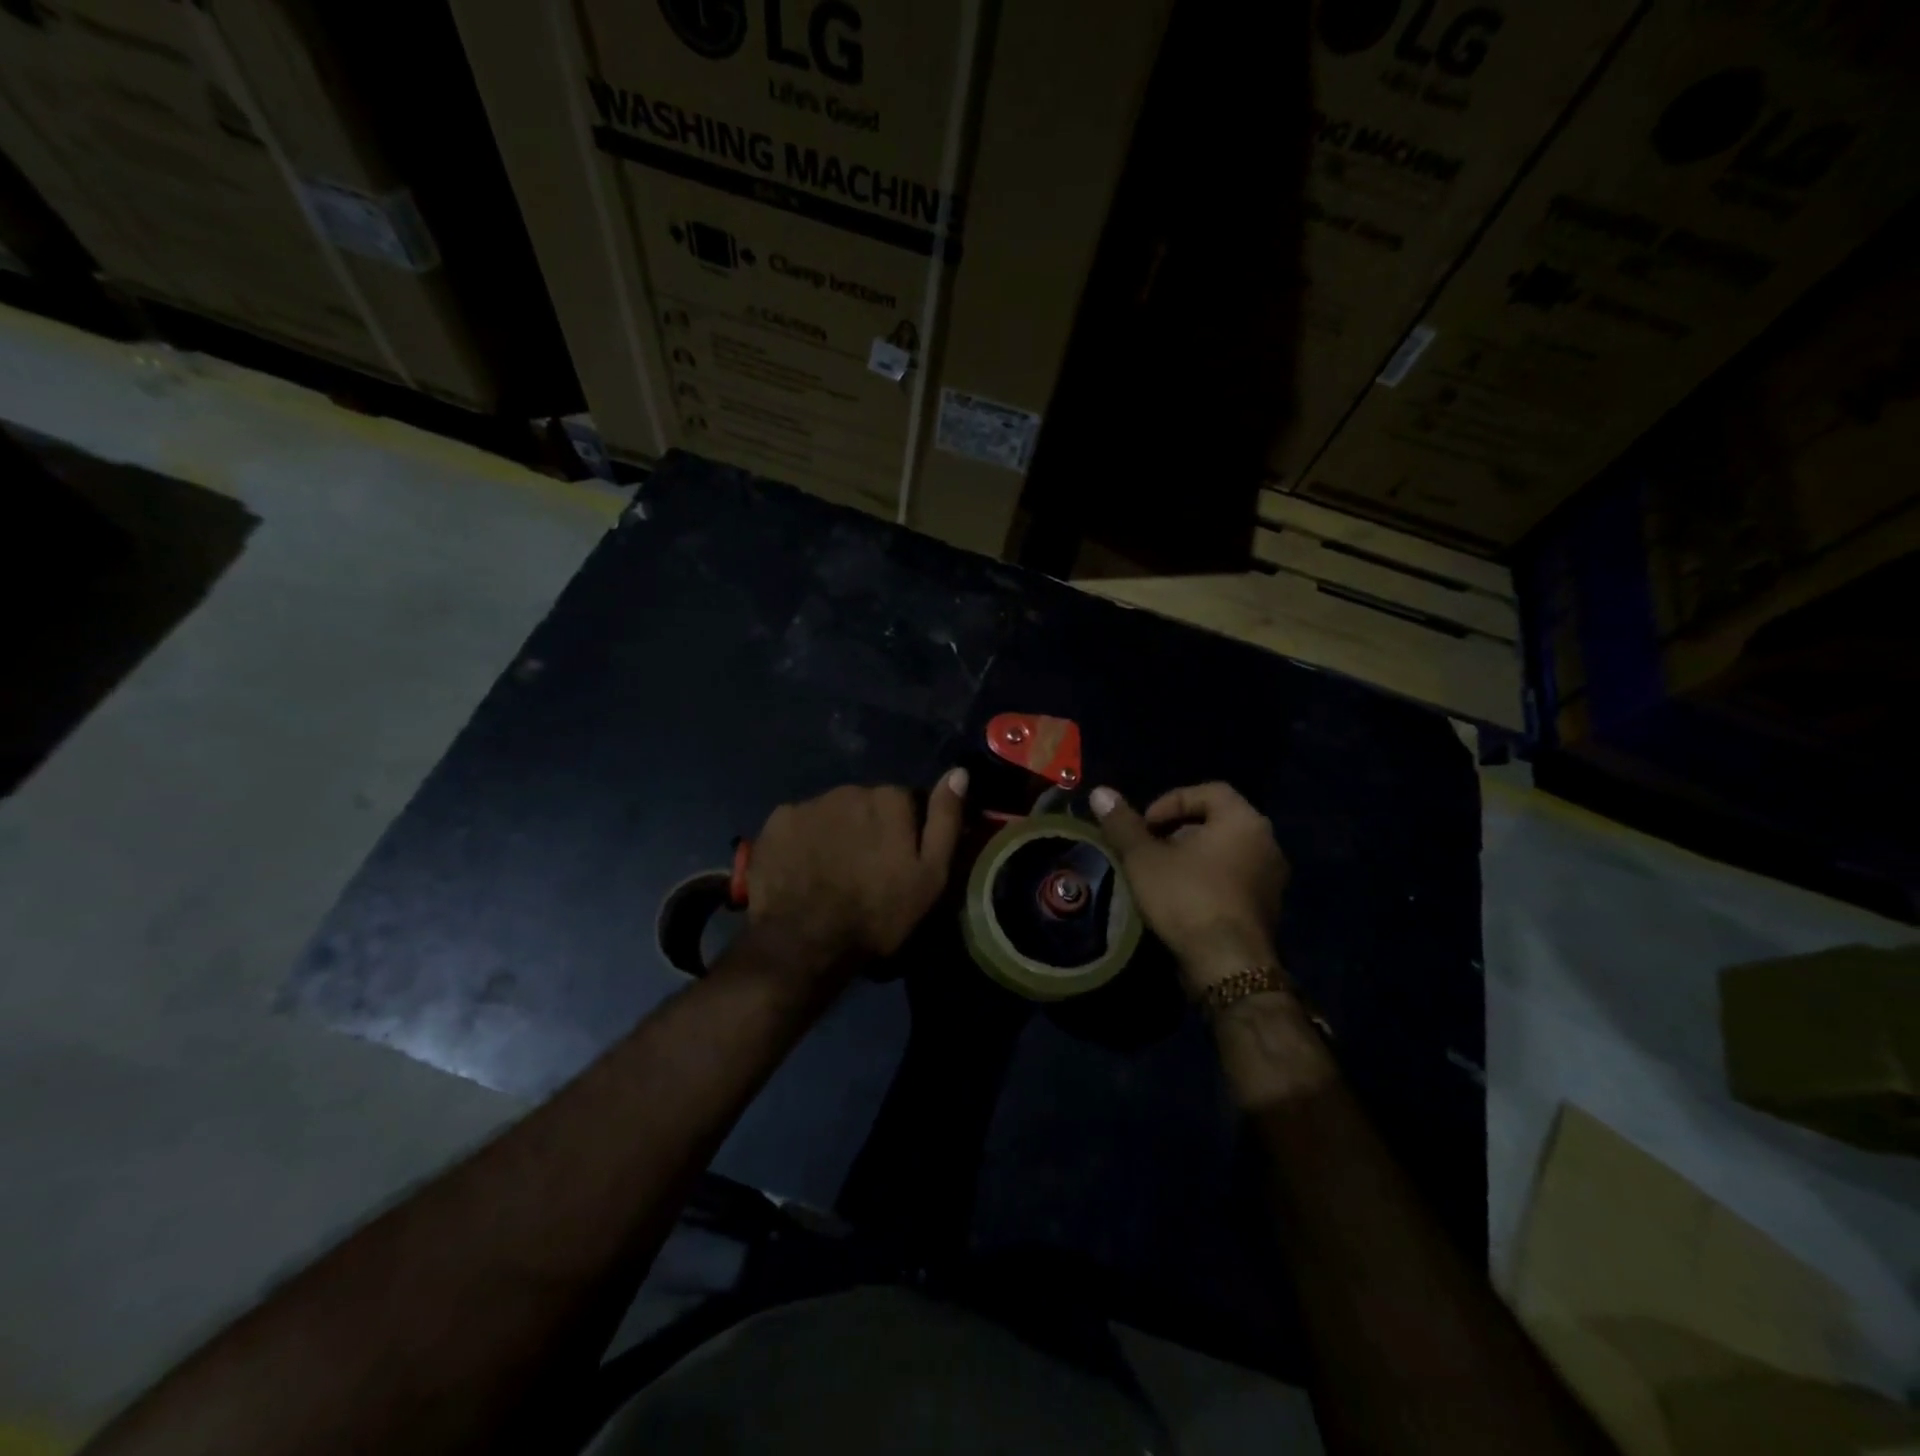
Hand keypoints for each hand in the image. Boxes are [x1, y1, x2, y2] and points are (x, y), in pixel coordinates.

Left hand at [742, 770, 967, 984]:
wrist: (804, 943)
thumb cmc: (878, 913)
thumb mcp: (931, 875)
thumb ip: (945, 820)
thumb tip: (959, 772)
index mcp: (890, 798)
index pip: (907, 802)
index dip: (907, 831)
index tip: (901, 861)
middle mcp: (850, 789)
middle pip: (867, 804)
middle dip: (870, 828)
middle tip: (867, 870)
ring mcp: (809, 804)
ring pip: (833, 812)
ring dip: (838, 832)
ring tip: (834, 871)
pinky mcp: (777, 822)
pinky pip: (799, 824)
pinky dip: (804, 840)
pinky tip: (804, 869)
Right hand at [1090, 781, 1287, 994]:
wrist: (1228, 966)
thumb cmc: (1187, 898)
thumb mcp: (1144, 858)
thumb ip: (1123, 824)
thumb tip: (1100, 792)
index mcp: (1243, 820)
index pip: (1209, 791)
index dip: (1171, 802)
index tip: (1145, 826)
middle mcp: (1266, 843)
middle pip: (1218, 821)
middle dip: (1179, 831)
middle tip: (1149, 850)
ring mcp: (1272, 879)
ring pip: (1226, 852)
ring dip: (1193, 857)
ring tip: (1161, 875)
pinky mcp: (1268, 909)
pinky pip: (1235, 880)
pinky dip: (1209, 880)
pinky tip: (1182, 901)